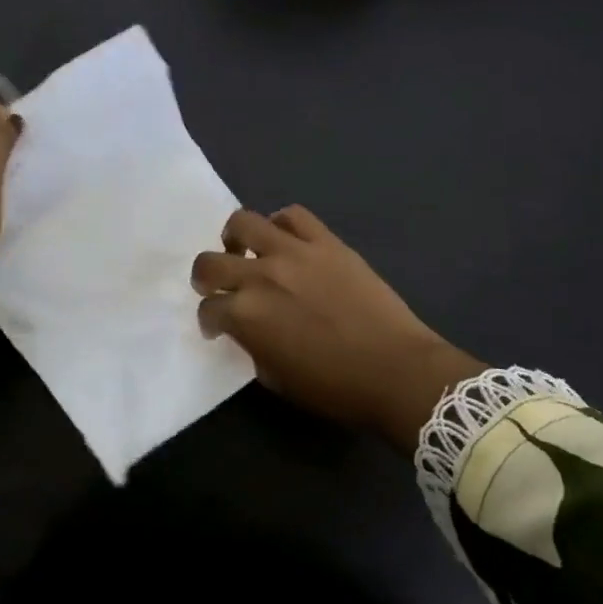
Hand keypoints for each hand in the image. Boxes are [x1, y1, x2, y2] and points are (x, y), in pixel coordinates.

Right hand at [192, 206, 485, 453]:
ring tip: (247, 251)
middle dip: (206, 278)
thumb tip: (246, 329)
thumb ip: (251, 346)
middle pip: (210, 262)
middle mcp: (261, 276)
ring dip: (236, 238)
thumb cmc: (335, 388)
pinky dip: (281, 224)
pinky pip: (293, 215)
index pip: (208, 309)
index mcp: (246, 316)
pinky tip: (286, 241)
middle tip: (221, 287)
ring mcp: (294, 252)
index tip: (218, 327)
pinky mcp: (325, 240)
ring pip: (243, 221)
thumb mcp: (276, 378)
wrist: (396, 370)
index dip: (210, 320)